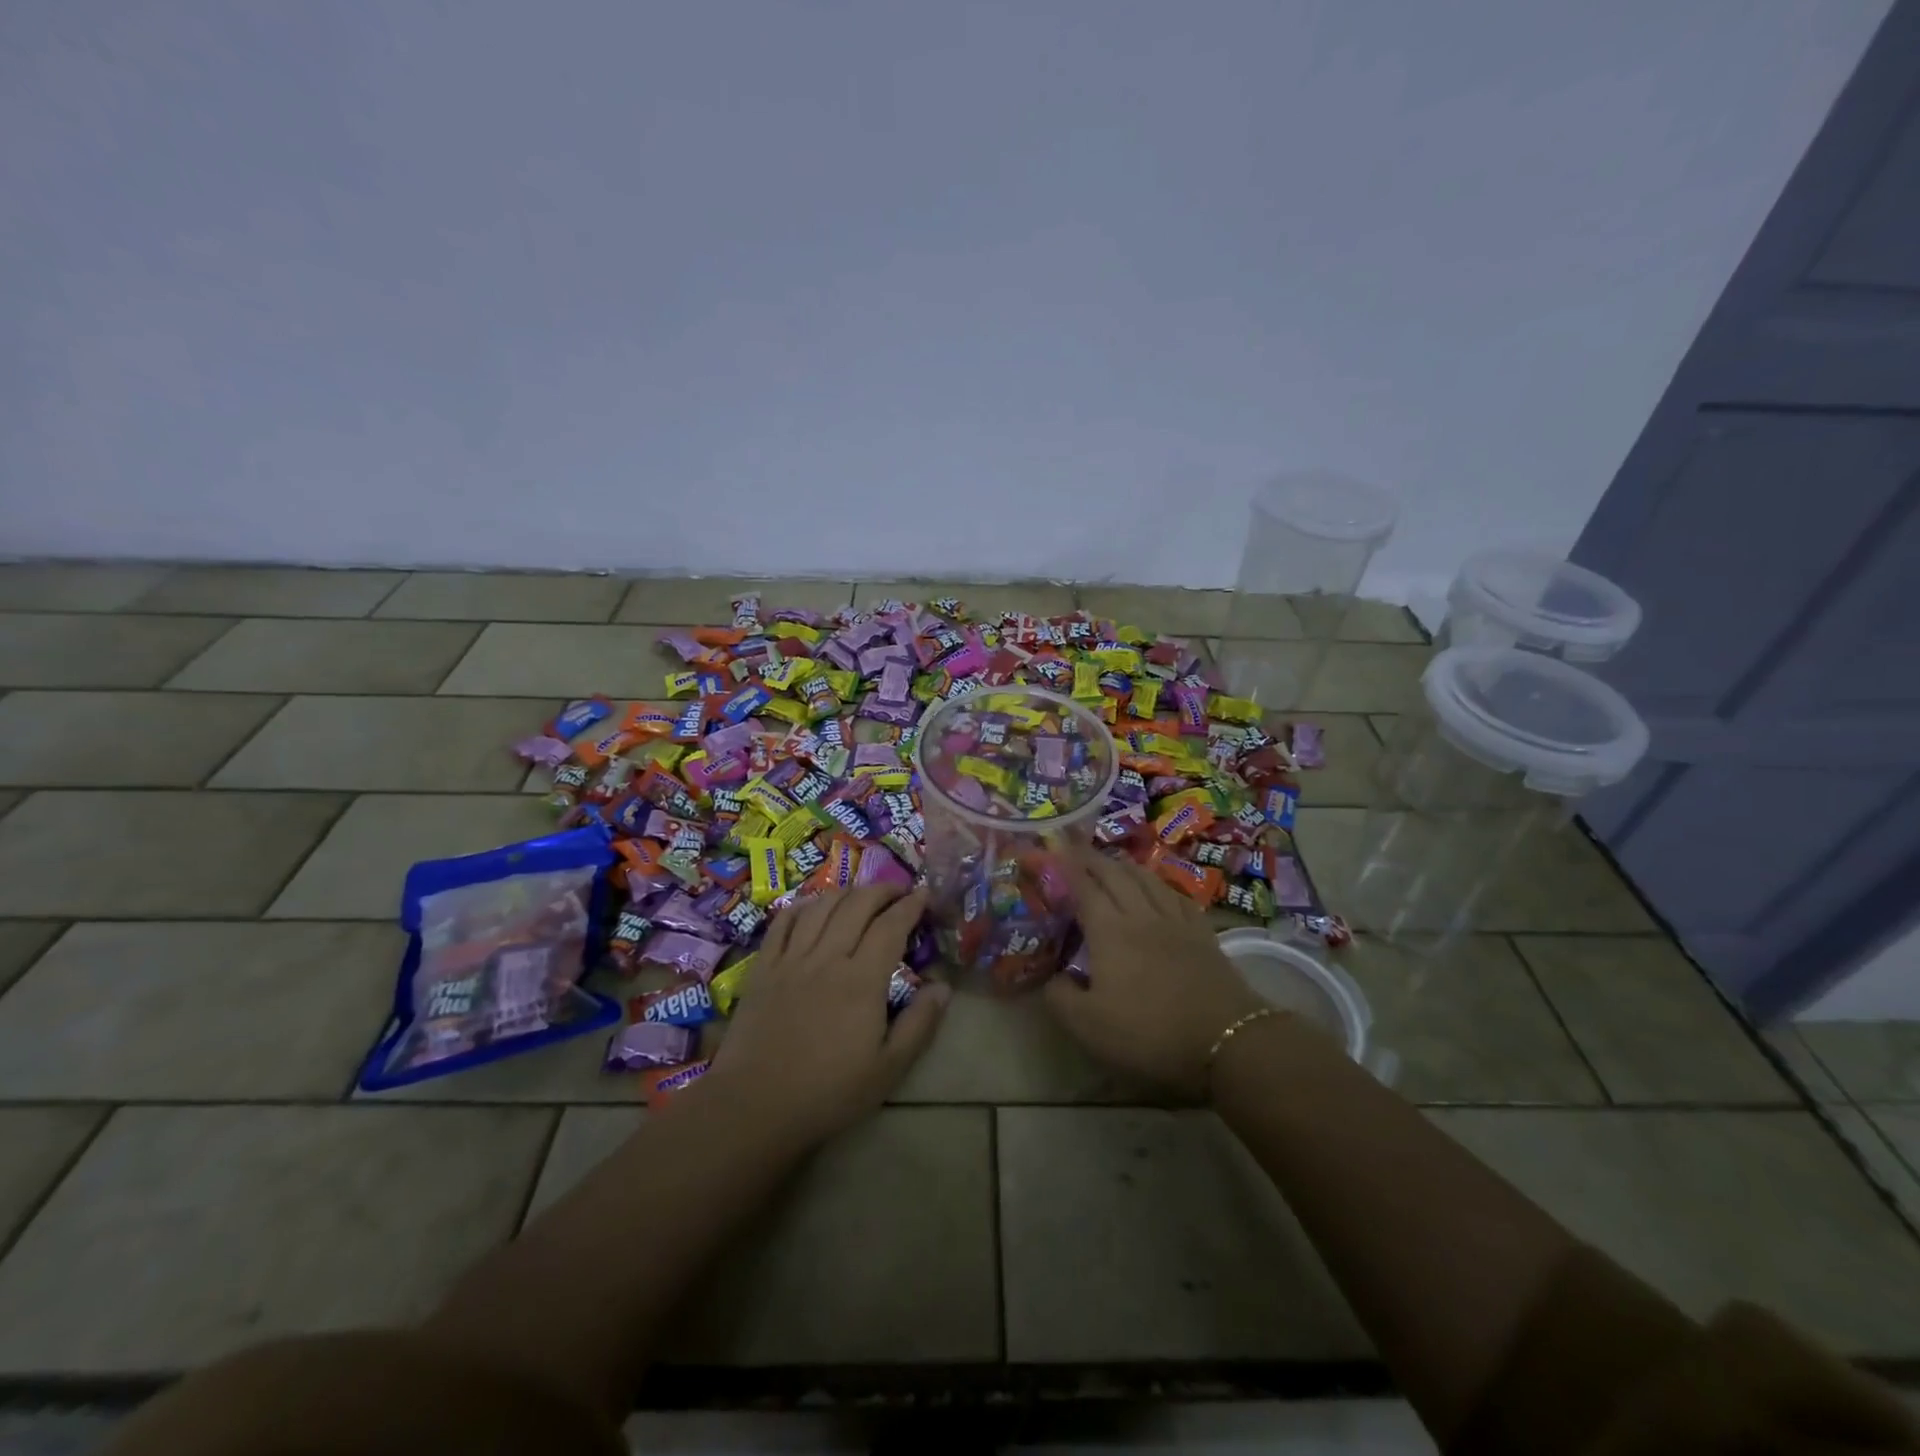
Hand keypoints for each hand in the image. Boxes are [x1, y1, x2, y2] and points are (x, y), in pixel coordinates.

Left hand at [706, 885, 948, 1143]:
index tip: (924, 895)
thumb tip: (944, 986)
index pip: (891, 926)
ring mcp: (791, 959)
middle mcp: (828, 957)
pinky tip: (813, 907)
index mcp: (862, 980)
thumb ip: (920, 1024)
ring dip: (847, 893)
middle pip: (857, 904)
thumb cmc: (828, 1093)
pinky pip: (783, 922)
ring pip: (821, 906)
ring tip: (861, 897)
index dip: (911, 905)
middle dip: (883, 890)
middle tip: (898, 892)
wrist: (754, 1106)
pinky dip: (803, 906)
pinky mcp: (763, 967)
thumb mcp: (887, 1069)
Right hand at [1044, 849, 1265, 1098]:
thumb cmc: (1149, 1032)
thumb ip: (1060, 998)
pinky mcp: (1203, 934)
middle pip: (1115, 875)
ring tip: (1115, 861)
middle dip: (1093, 859)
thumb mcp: (1089, 1026)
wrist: (1226, 1038)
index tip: (1054, 851)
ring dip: (1126, 865)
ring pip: (1148, 880)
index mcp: (1109, 931)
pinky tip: (1161, 889)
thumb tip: (1051, 977)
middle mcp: (1140, 915)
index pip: (1084, 888)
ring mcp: (1175, 922)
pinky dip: (1162, 885)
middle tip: (1078, 849)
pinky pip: (1179, 897)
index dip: (1068, 868)